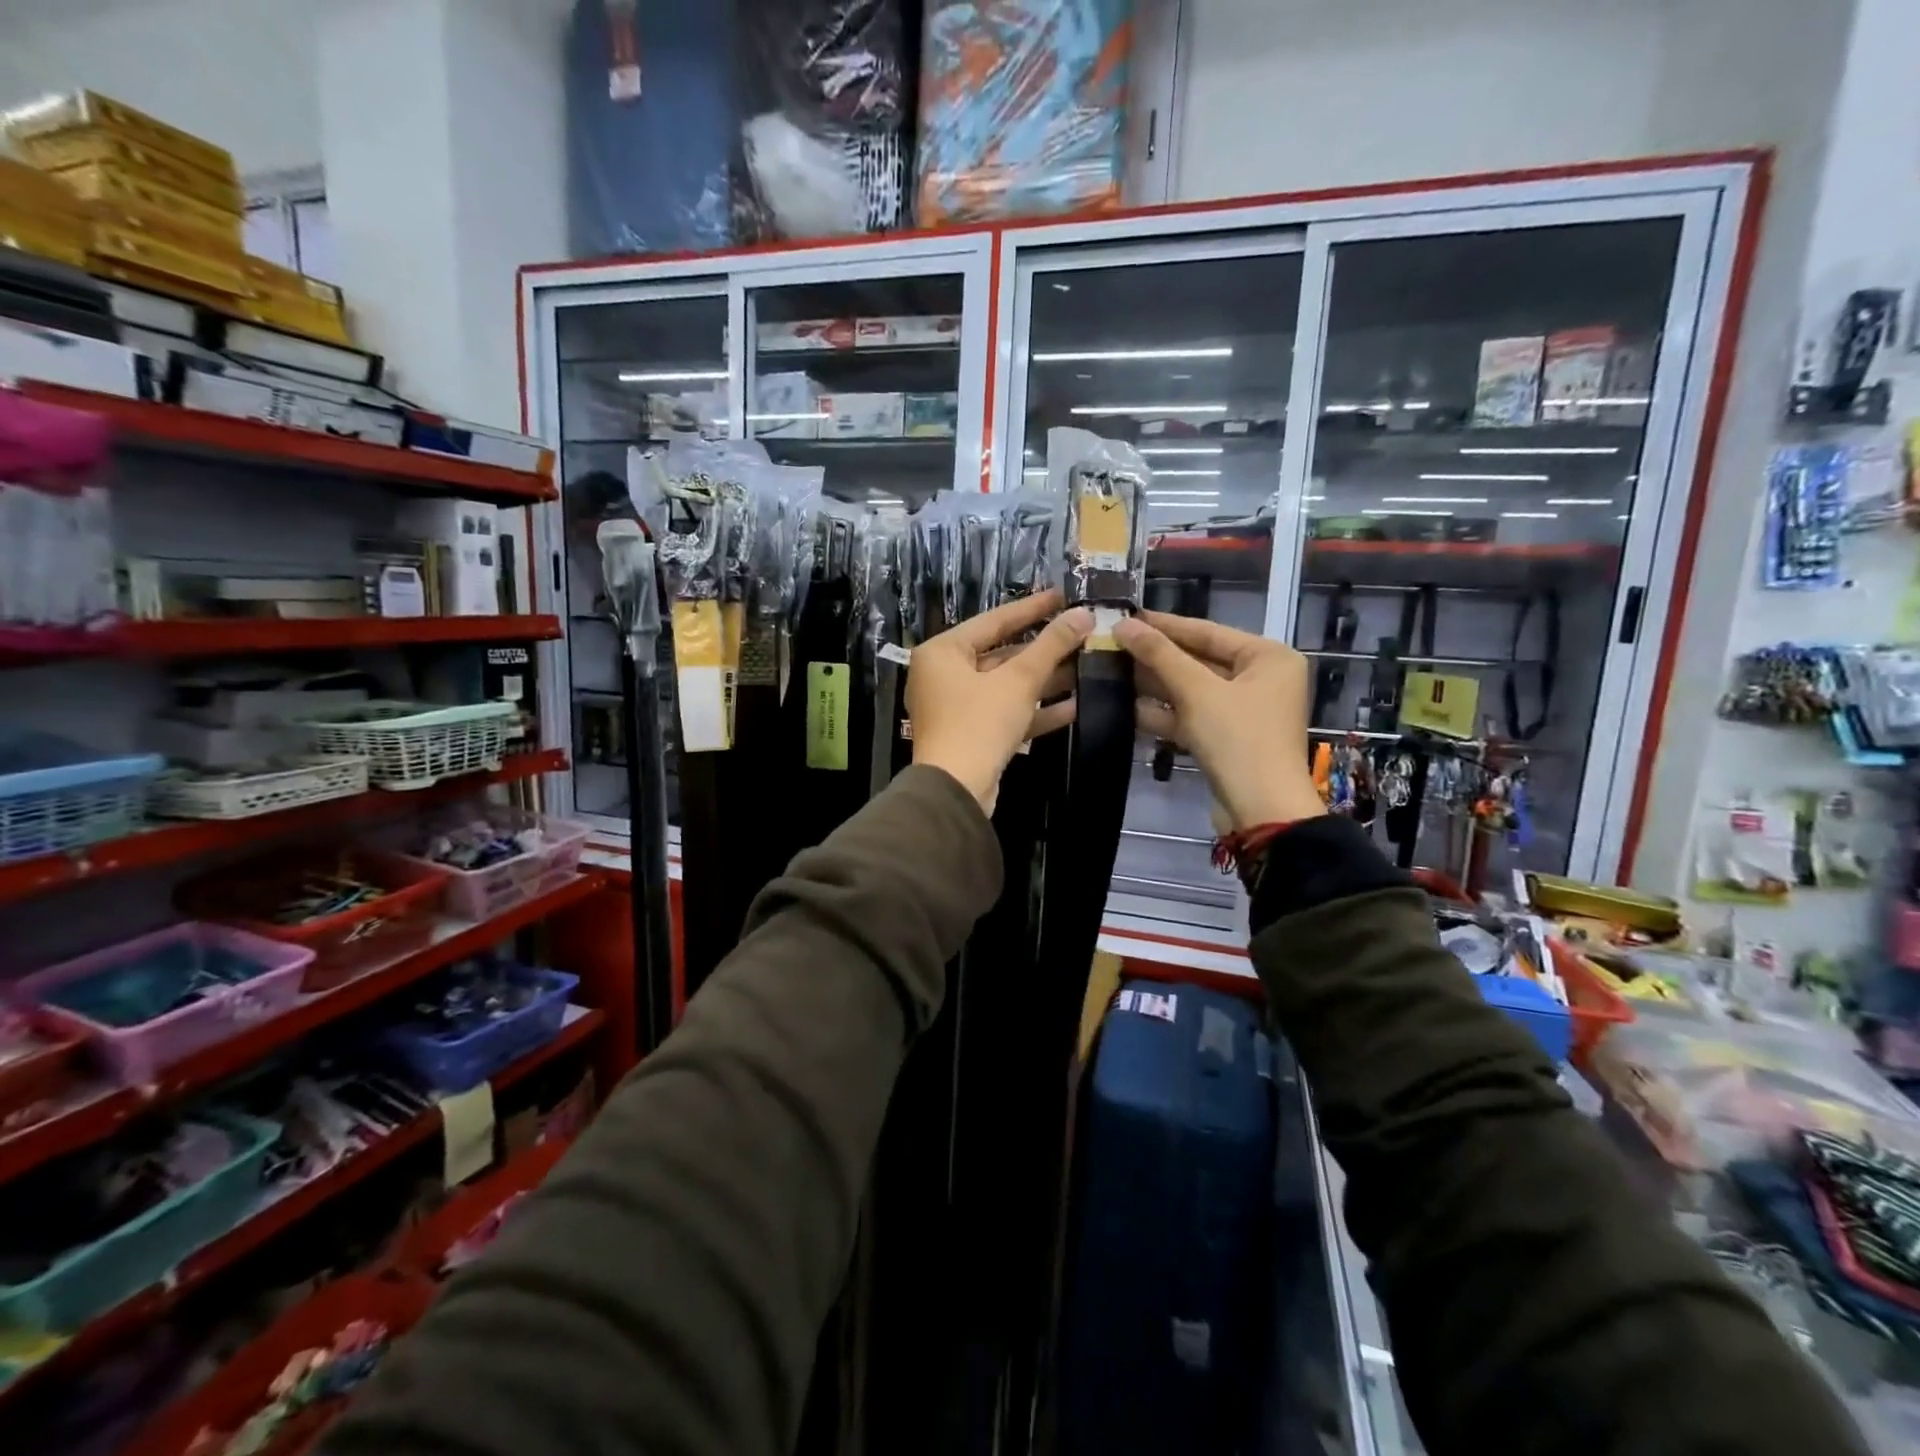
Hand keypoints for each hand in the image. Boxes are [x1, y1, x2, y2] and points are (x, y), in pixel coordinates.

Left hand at [907, 588, 1090, 813]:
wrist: (956, 790)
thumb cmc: (979, 723)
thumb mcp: (1018, 680)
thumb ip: (1051, 645)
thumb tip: (1084, 614)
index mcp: (943, 652)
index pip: (994, 620)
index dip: (1033, 608)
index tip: (1064, 596)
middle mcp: (943, 675)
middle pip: (1001, 654)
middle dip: (1044, 650)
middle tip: (1081, 635)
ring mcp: (955, 707)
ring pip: (1006, 686)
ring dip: (1044, 681)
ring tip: (1085, 667)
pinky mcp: (970, 735)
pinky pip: (1005, 713)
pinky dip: (1034, 710)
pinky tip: (1074, 706)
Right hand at [1112, 611, 1325, 830]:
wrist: (1261, 810)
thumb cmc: (1238, 739)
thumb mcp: (1197, 691)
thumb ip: (1160, 655)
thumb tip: (1124, 625)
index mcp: (1267, 657)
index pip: (1207, 631)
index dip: (1164, 625)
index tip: (1127, 616)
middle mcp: (1260, 679)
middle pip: (1199, 660)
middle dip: (1156, 656)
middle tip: (1113, 644)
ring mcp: (1243, 711)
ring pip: (1192, 689)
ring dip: (1154, 684)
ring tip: (1111, 671)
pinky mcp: (1226, 738)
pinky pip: (1191, 715)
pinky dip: (1164, 713)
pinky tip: (1126, 707)